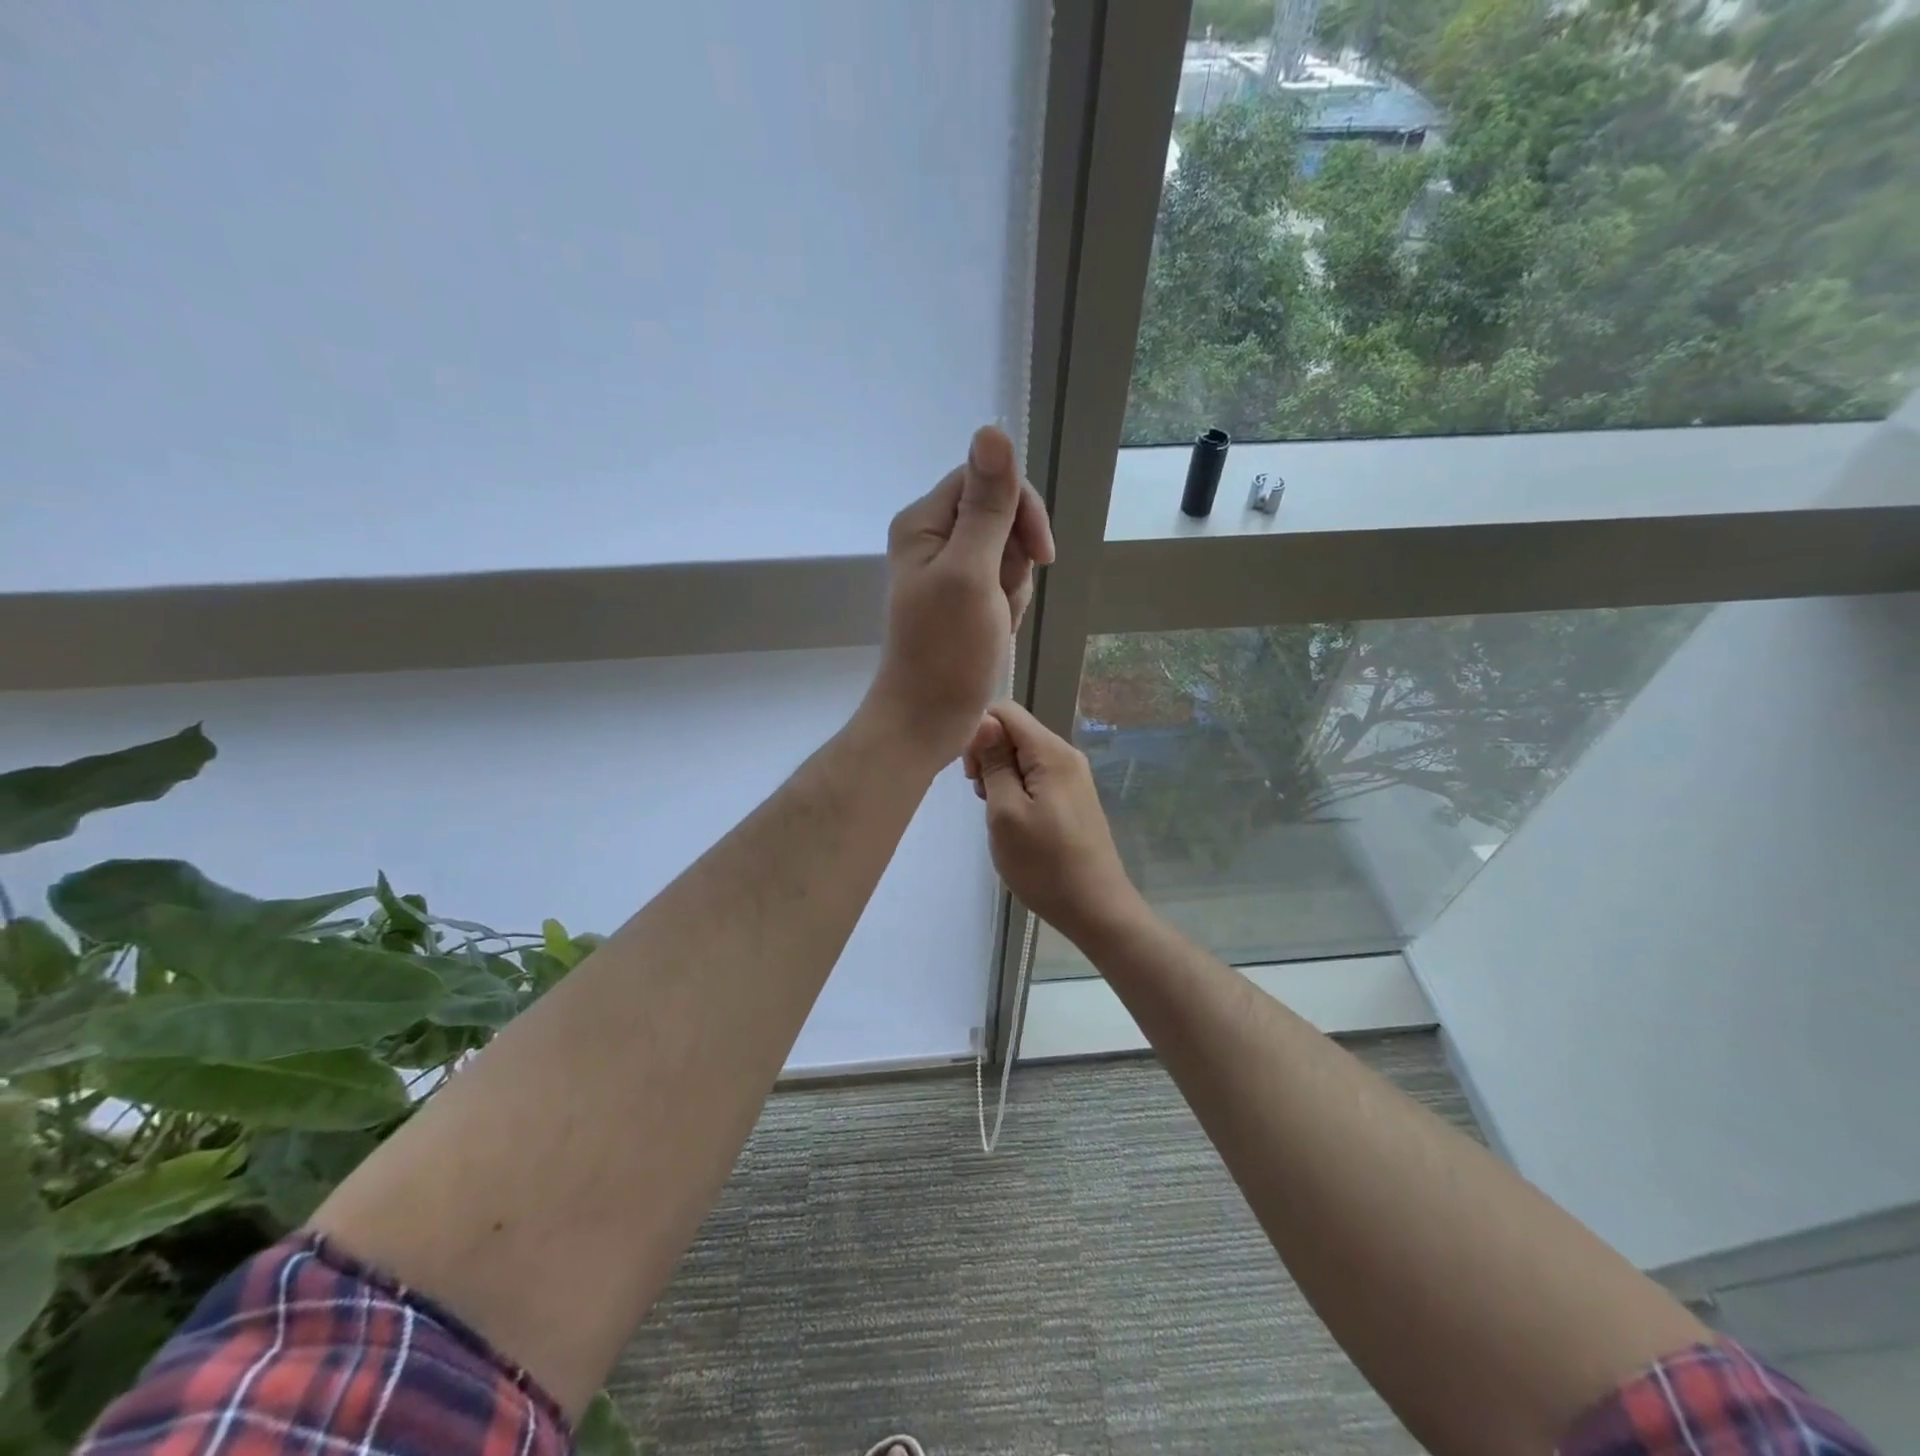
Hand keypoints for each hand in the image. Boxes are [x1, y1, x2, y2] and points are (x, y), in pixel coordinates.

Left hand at [866, 426, 1054, 760]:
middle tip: (1000, 599)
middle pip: (1001, 516)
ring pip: (1008, 552)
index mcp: (924, 522)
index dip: (1021, 511)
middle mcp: (932, 538)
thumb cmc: (947, 652)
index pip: (987, 480)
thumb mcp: (973, 572)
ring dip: (1014, 588)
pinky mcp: (962, 598)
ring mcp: (948, 570)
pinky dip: (1009, 606)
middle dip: (1016, 559)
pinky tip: (996, 631)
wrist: (929, 719)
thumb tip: (992, 429)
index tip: (1038, 556)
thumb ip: (987, 505)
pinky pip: (1003, 583)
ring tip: (995, 621)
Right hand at [963, 700, 1146, 947]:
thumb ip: (994, 763)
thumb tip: (984, 720)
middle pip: (1014, 732)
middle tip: (983, 799)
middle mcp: (1066, 755)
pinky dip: (1016, 791)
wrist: (1095, 908)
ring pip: (1022, 757)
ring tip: (998, 816)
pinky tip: (1015, 822)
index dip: (978, 734)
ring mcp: (1072, 777)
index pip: (1005, 711)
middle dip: (988, 757)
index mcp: (1051, 752)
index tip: (971, 775)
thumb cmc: (1044, 864)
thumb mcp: (1006, 813)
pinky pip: (1035, 777)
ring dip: (1000, 778)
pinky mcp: (1072, 798)